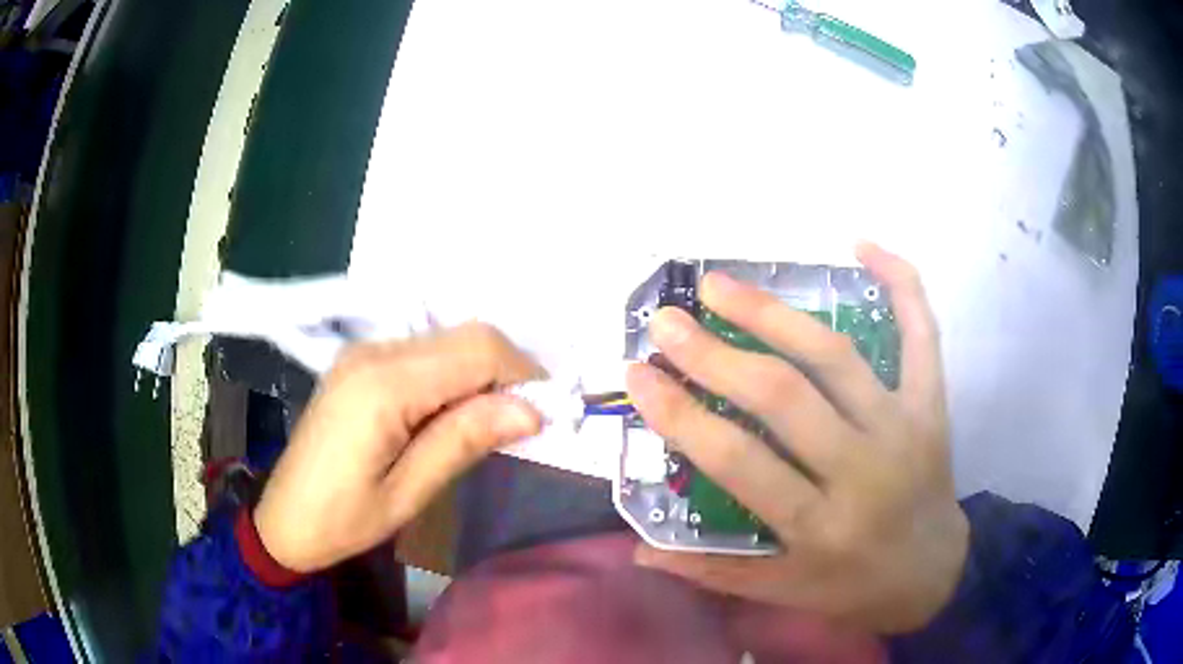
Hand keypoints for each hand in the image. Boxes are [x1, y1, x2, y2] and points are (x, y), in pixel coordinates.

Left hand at [254, 323, 543, 572]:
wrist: (285, 518)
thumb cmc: (342, 520)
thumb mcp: (408, 493)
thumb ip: (465, 440)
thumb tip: (532, 409)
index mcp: (383, 385)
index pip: (476, 350)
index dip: (523, 374)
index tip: (548, 415)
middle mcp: (374, 352)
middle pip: (465, 335)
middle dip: (508, 371)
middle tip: (525, 423)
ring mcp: (365, 352)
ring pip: (449, 340)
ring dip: (483, 374)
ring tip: (493, 425)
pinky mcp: (362, 361)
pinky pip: (426, 352)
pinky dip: (456, 376)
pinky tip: (455, 414)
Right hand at [625, 243, 967, 632]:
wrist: (936, 572)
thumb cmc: (854, 587)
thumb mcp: (783, 592)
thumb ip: (711, 571)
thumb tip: (638, 547)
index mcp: (820, 526)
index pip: (740, 462)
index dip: (682, 416)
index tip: (639, 376)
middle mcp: (863, 470)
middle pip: (785, 397)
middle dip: (716, 355)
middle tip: (667, 320)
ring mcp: (903, 427)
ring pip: (836, 356)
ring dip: (774, 313)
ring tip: (722, 285)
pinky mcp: (931, 404)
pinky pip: (921, 335)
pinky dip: (900, 283)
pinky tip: (862, 245)